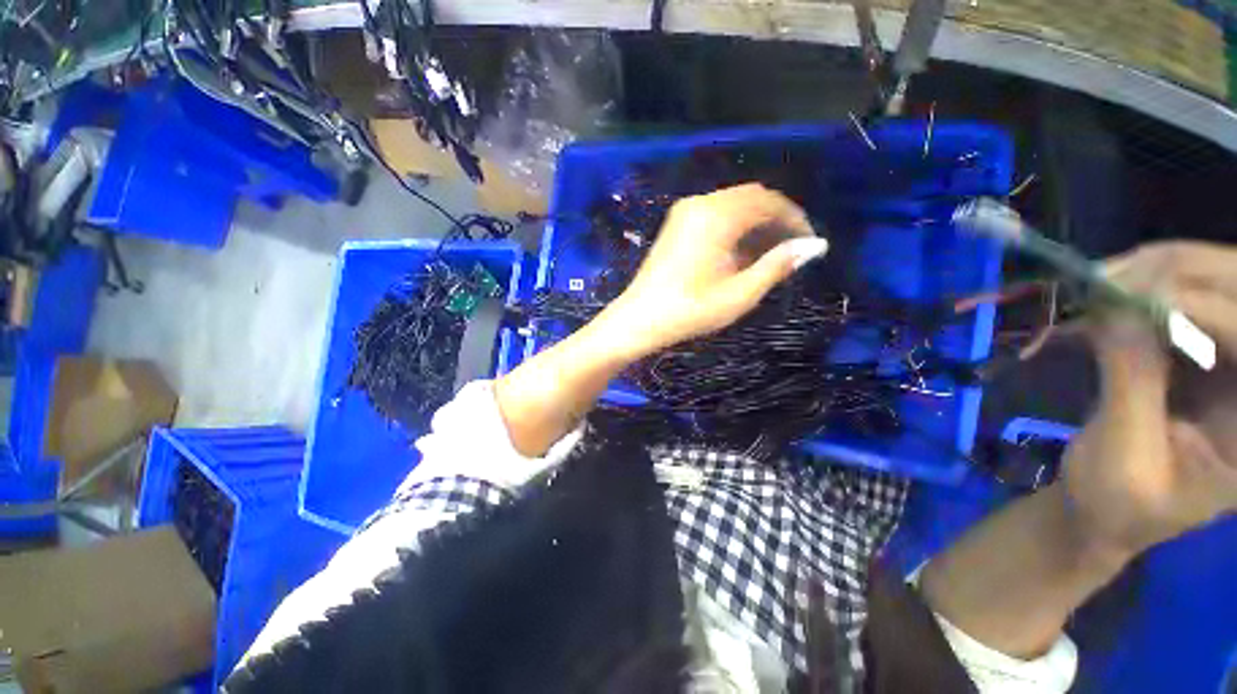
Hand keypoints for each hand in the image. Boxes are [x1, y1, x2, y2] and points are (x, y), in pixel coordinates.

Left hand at [596, 183, 827, 360]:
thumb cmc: (689, 311)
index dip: (794, 219)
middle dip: (776, 220)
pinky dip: (734, 227)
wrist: (638, 320)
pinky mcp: (676, 225)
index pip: (768, 202)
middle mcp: (700, 204)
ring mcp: (684, 212)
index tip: (809, 243)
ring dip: (755, 224)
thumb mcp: (739, 295)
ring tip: (769, 255)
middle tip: (792, 250)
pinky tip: (740, 253)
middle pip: (751, 198)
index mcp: (716, 216)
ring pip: (733, 206)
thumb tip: (813, 247)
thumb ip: (777, 266)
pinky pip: (715, 215)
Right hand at [1064, 242, 1236, 559]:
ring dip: (1160, 273)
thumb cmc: (1116, 502)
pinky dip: (1147, 287)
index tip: (1131, 299)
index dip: (1203, 309)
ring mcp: (1235, 364)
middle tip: (1113, 276)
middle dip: (1183, 274)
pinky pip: (1188, 298)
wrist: (1105, 509)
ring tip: (1102, 282)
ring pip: (1218, 284)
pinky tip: (1109, 295)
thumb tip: (1118, 309)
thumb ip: (1131, 382)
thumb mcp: (1124, 455)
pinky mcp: (1205, 352)